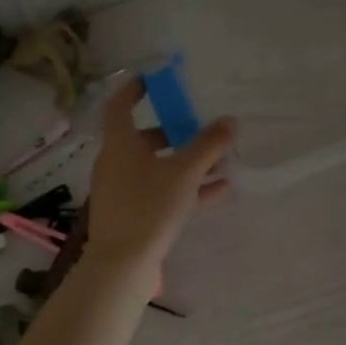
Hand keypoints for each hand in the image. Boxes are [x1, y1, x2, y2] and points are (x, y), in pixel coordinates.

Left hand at [83, 79, 234, 273]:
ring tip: (220, 164)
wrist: (122, 264)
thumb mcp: (185, 173)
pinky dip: (185, 188)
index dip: (134, 90)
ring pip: (155, 168)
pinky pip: (160, 192)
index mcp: (120, 144)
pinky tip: (218, 191)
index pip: (120, 106)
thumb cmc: (149, 207)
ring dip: (185, 163)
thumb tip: (230, 121)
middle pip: (143, 140)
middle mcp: (115, 163)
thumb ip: (209, 145)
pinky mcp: (131, 215)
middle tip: (199, 130)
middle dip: (174, 134)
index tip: (152, 80)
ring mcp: (121, 191)